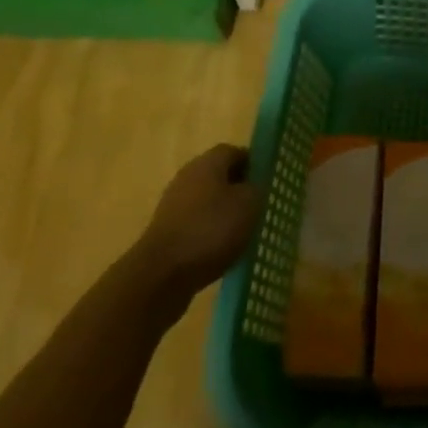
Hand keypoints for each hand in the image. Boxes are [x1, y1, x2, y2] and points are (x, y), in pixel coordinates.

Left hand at [135, 144, 261, 322]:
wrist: (160, 276)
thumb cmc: (210, 231)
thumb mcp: (249, 204)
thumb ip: (257, 188)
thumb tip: (253, 186)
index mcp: (208, 162)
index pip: (235, 151)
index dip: (253, 165)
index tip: (267, 184)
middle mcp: (188, 176)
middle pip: (219, 175)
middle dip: (238, 190)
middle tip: (258, 208)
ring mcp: (173, 205)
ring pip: (207, 201)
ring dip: (223, 214)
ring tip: (241, 234)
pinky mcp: (166, 232)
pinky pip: (195, 224)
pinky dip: (208, 234)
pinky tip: (220, 252)